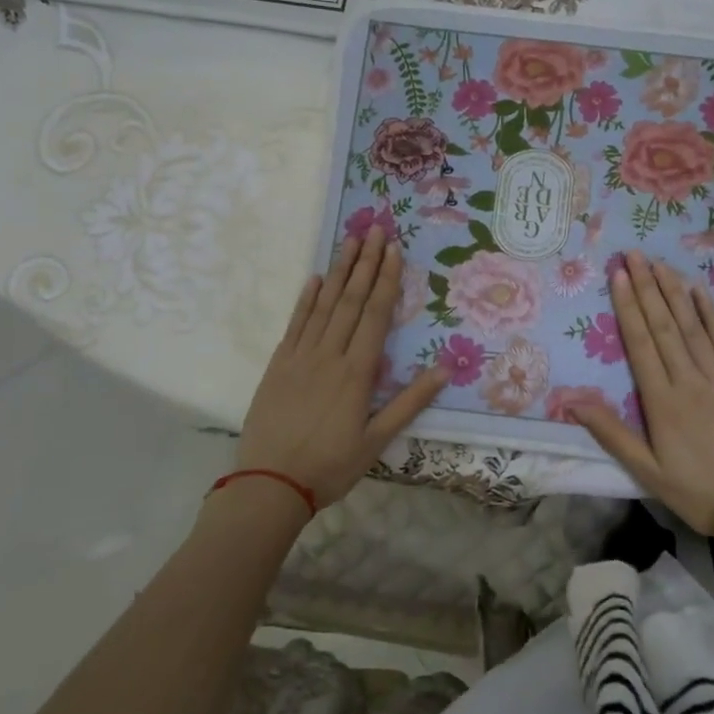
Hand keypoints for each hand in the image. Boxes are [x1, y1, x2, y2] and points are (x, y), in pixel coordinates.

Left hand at [237, 228, 446, 509]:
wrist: (269, 484)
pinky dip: (305, 300)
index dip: (387, 280)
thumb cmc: (330, 466)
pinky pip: (295, 324)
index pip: (375, 315)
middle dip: (365, 263)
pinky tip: (314, 279)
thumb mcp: (378, 441)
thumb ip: (410, 402)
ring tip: (350, 241)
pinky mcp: (278, 366)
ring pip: (323, 306)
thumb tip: (445, 369)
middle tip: (375, 229)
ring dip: (339, 272)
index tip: (394, 250)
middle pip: (350, 301)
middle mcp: (329, 355)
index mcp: (357, 372)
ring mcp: (300, 357)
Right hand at [569, 251, 713, 534]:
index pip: (640, 344)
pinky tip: (699, 292)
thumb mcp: (647, 470)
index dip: (628, 307)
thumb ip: (611, 432)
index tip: (619, 276)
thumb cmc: (697, 491)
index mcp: (662, 402)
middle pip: (664, 326)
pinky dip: (710, 314)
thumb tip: (572, 401)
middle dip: (647, 287)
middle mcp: (689, 380)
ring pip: (692, 326)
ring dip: (674, 293)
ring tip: (660, 264)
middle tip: (634, 255)